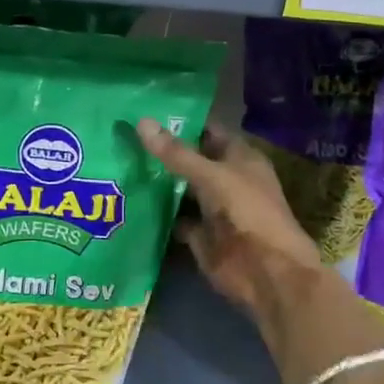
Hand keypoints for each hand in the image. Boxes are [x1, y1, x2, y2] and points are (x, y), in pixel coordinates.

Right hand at [138, 120, 383, 383]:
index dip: (179, 122)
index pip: (206, 130)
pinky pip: (173, 218)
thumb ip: (177, 154)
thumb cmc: (248, 212)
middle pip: (188, 160)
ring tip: (116, 161)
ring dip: (154, 181)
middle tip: (120, 135)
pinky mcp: (199, 234)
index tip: (142, 110)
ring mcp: (211, 208)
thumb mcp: (212, 176)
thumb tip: (141, 122)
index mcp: (239, 158)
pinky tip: (126, 200)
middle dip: (159, 151)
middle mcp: (225, 179)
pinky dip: (154, 213)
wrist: (267, 273)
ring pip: (178, 189)